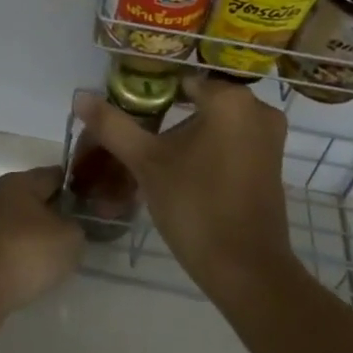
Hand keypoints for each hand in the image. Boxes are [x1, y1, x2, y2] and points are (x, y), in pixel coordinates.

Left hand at [0, 166, 84, 317]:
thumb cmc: (26, 252)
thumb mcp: (70, 238)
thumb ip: (78, 227)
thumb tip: (71, 228)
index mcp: (19, 182)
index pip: (54, 175)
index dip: (76, 187)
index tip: (92, 204)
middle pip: (35, 199)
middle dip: (55, 214)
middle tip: (78, 234)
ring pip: (19, 225)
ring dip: (37, 238)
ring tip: (57, 259)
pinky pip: (6, 249)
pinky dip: (20, 258)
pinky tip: (32, 275)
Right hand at [73, 78, 295, 305]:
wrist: (246, 270)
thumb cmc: (195, 205)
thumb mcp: (146, 162)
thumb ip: (113, 125)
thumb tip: (80, 96)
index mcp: (230, 98)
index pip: (180, 82)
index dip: (152, 96)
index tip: (132, 116)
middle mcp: (257, 108)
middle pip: (200, 101)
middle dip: (171, 116)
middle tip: (142, 139)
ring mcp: (269, 136)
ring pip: (217, 122)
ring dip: (189, 134)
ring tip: (158, 156)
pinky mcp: (272, 162)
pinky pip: (233, 141)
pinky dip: (210, 148)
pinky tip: (185, 171)